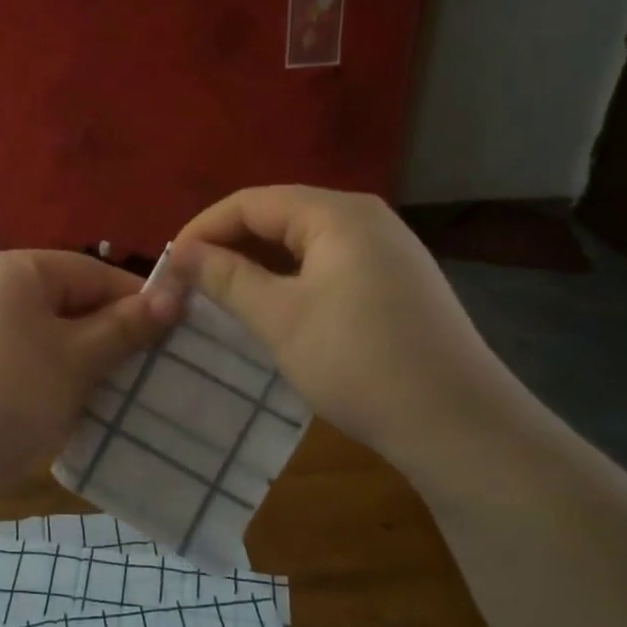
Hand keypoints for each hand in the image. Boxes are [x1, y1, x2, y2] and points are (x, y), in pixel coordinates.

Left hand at [0, 251, 180, 511]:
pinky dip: (49, 374)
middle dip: (108, 334)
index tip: (175, 334)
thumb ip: (126, 326)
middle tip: (147, 369)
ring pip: (46, 332)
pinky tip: (67, 405)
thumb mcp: (77, 360)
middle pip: (68, 300)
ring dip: (81, 359)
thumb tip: (175, 294)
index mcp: (13, 269)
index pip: (92, 272)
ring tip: (114, 392)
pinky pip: (21, 355)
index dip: (137, 301)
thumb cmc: (7, 398)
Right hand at [169, 186, 512, 473]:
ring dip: (259, 263)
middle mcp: (366, 218)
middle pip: (280, 215)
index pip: (252, 202)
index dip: (204, 228)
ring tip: (223, 294)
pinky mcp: (397, 281)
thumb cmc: (358, 361)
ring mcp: (388, 249)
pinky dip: (292, 278)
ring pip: (304, 242)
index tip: (170, 265)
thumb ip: (227, 277)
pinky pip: (329, 263)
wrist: (457, 424)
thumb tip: (183, 253)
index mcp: (337, 213)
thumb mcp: (279, 318)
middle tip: (192, 281)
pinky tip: (275, 307)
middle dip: (230, 244)